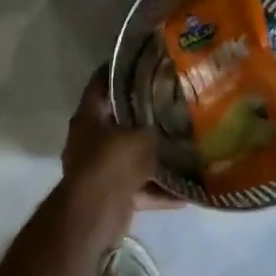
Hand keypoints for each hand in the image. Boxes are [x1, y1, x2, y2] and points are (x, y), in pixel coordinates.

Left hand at [61, 69, 182, 218]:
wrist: (94, 213)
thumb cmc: (113, 163)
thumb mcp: (142, 136)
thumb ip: (156, 126)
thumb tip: (174, 122)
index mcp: (89, 117)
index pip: (100, 83)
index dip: (119, 70)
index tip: (143, 62)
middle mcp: (89, 140)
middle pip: (118, 122)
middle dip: (144, 116)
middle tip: (173, 105)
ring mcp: (98, 169)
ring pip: (130, 157)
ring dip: (153, 158)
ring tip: (183, 149)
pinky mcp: (111, 194)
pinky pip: (139, 187)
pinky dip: (159, 190)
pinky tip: (187, 192)